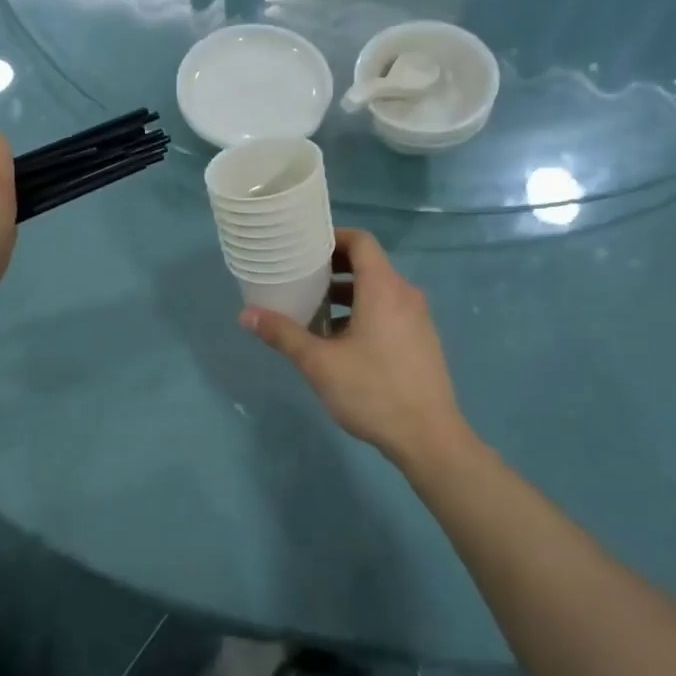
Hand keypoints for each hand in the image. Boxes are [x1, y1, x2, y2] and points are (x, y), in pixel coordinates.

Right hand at [240, 229, 470, 468]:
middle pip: (368, 265)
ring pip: (378, 292)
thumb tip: (246, 315)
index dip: (332, 238)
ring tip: (314, 312)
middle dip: (333, 269)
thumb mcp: (319, 363)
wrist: (429, 438)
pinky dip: (363, 313)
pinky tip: (340, 343)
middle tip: (300, 278)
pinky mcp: (421, 342)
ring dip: (346, 295)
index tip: (304, 246)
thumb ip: (283, 334)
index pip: (361, 242)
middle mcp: (405, 295)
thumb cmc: (373, 391)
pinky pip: (389, 312)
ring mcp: (418, 320)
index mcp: (384, 288)